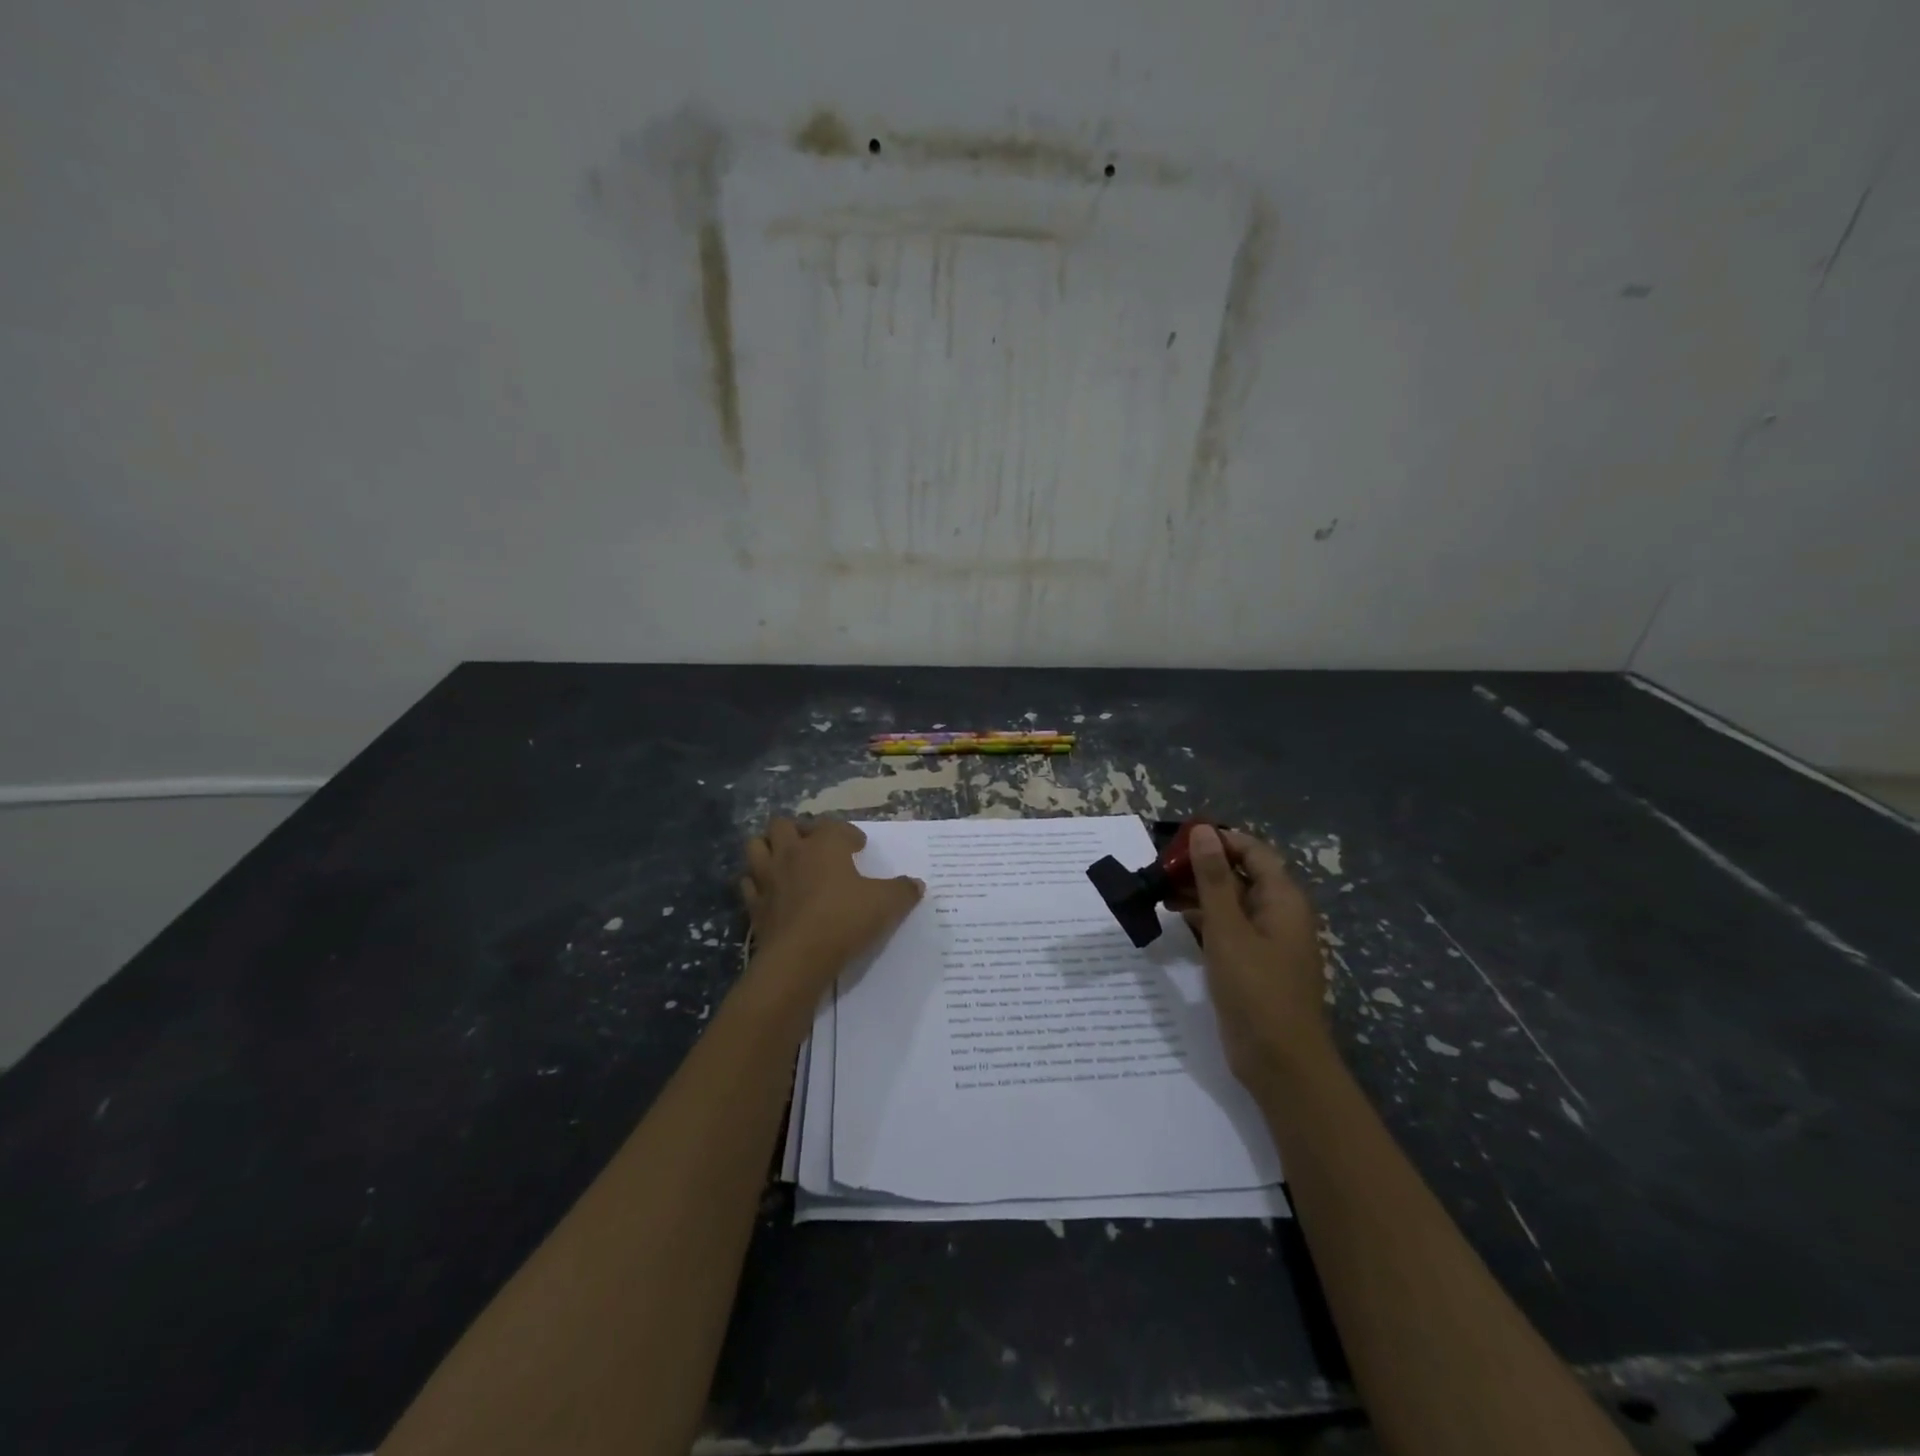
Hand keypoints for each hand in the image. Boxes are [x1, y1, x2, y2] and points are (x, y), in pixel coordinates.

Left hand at [739, 818, 923, 992]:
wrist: (799, 957)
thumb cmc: (845, 920)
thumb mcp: (887, 905)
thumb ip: (903, 891)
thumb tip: (916, 884)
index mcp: (825, 845)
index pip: (834, 826)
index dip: (848, 834)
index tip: (858, 847)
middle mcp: (792, 852)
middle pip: (783, 824)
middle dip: (797, 830)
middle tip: (814, 845)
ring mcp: (768, 877)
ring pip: (756, 846)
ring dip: (768, 848)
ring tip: (784, 860)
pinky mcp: (754, 904)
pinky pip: (748, 883)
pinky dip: (756, 882)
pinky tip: (769, 891)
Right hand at [1185, 825, 1332, 1086]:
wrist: (1280, 1062)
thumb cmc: (1256, 988)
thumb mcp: (1228, 928)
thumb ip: (1213, 879)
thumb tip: (1203, 830)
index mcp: (1282, 898)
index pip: (1252, 851)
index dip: (1218, 840)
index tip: (1178, 841)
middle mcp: (1278, 913)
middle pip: (1240, 875)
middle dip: (1201, 867)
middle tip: (1159, 868)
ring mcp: (1265, 940)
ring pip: (1230, 903)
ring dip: (1198, 893)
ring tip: (1158, 891)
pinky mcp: (1251, 963)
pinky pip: (1227, 928)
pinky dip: (1203, 920)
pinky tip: (1173, 919)